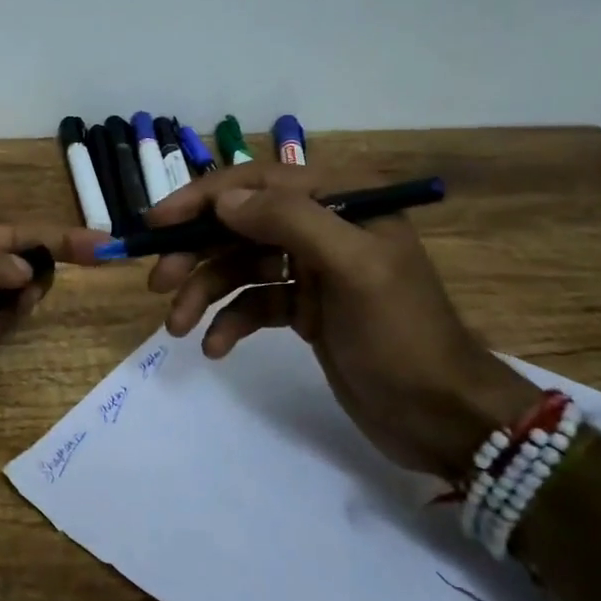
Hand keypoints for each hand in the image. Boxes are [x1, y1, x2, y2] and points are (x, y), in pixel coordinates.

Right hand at [147, 164, 537, 478]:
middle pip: (241, 225)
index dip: (203, 198)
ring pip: (240, 267)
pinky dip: (230, 321)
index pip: (258, 182)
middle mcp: (323, 227)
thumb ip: (290, 221)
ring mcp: (312, 270)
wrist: (443, 417)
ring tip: (176, 326)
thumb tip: (223, 200)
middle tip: (158, 282)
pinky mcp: (304, 309)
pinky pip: (253, 304)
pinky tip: (216, 347)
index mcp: (342, 201)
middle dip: (196, 252)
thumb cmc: (403, 336)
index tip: (157, 223)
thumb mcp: (354, 269)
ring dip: (205, 292)